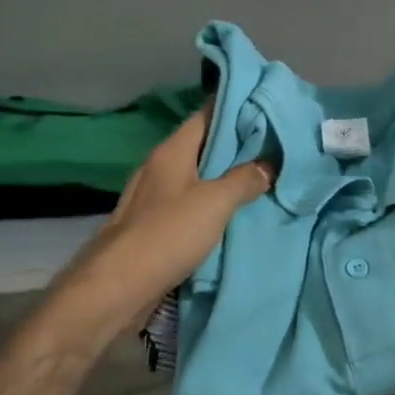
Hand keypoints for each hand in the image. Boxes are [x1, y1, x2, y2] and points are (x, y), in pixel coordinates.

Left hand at [43, 104, 273, 349]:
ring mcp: (155, 198)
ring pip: (198, 177)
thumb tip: (268, 164)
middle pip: (203, 147)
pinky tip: (236, 214)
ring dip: (226, 178)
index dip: (236, 108)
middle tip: (276, 146)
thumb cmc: (167, 234)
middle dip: (237, 146)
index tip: (267, 108)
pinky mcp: (155, 227)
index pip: (206, 115)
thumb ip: (244, 180)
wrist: (118, 287)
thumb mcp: (215, 202)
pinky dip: (213, 205)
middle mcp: (161, 168)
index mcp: (172, 152)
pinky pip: (191, 205)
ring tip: (264, 178)